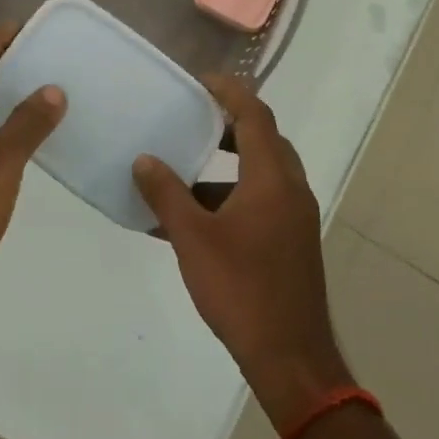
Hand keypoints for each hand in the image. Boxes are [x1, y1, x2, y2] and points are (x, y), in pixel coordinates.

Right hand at [133, 76, 353, 431]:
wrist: (290, 358)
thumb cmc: (241, 289)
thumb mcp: (193, 238)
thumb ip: (166, 194)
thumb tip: (144, 160)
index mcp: (271, 179)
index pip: (255, 116)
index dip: (229, 92)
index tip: (200, 81)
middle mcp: (290, 190)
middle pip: (263, 140)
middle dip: (229, 126)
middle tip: (193, 119)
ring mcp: (295, 219)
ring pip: (261, 175)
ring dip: (225, 168)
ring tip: (183, 172)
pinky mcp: (291, 243)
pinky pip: (261, 203)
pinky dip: (230, 199)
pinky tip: (194, 222)